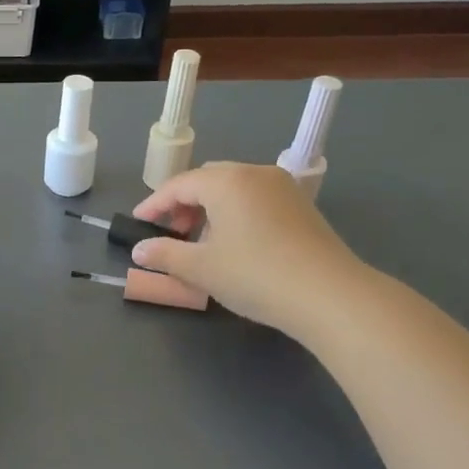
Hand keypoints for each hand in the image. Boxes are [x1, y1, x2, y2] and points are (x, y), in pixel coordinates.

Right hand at [130, 161, 366, 335]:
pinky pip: (256, 199)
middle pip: (207, 180)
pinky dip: (236, 213)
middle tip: (170, 233)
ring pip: (234, 189)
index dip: (154, 204)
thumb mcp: (201, 268)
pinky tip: (235, 243)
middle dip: (183, 204)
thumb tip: (140, 250)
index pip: (179, 185)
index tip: (138, 223)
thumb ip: (165, 255)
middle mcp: (254, 173)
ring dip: (210, 209)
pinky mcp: (302, 206)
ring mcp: (283, 188)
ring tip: (201, 242)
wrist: (331, 295)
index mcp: (226, 181)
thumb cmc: (256, 275)